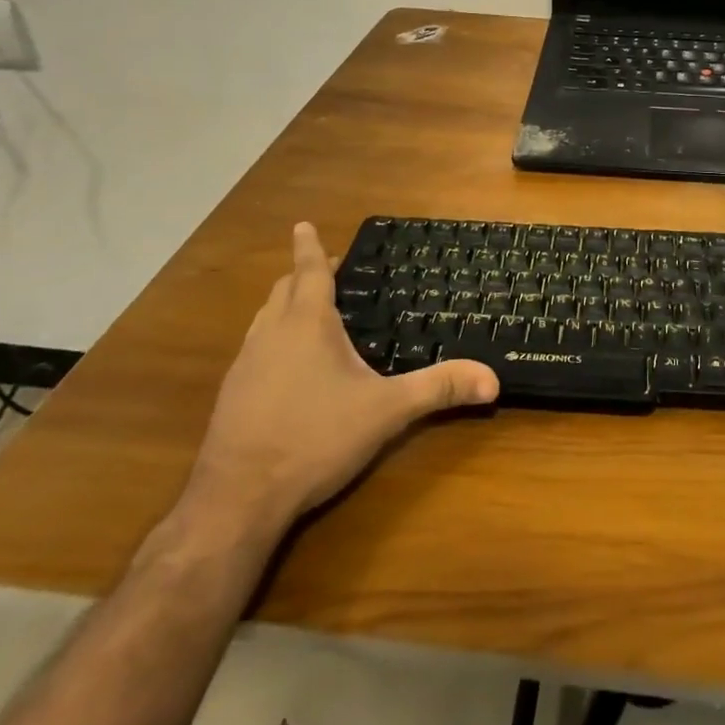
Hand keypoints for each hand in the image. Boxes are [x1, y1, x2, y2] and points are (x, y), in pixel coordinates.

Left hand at [179, 224, 499, 543]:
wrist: (236, 500)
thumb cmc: (314, 439)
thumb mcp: (386, 411)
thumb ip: (438, 389)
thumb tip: (492, 379)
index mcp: (306, 324)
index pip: (307, 271)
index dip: (308, 246)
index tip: (302, 224)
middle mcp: (270, 334)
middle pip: (283, 290)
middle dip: (301, 275)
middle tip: (325, 271)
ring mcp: (244, 366)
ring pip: (264, 319)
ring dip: (284, 307)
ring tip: (309, 312)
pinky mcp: (231, 396)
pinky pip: (254, 350)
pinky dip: (273, 340)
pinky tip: (288, 368)